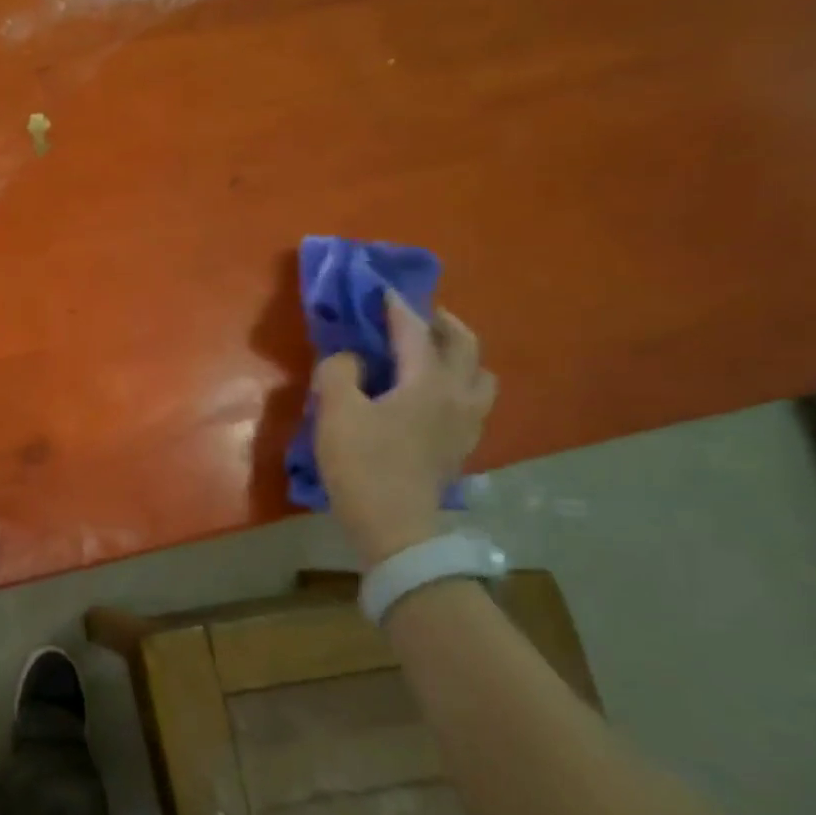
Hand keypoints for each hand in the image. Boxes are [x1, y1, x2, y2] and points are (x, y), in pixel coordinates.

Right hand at [313, 291, 495, 565]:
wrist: (393, 525)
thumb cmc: (363, 464)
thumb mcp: (336, 413)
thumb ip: (339, 372)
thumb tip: (349, 358)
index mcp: (428, 382)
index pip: (414, 331)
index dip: (397, 307)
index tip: (383, 289)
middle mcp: (457, 395)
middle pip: (464, 345)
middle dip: (442, 323)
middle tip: (417, 315)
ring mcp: (467, 422)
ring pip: (479, 374)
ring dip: (460, 355)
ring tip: (433, 355)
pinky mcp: (462, 446)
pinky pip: (472, 399)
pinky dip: (458, 383)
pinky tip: (433, 394)